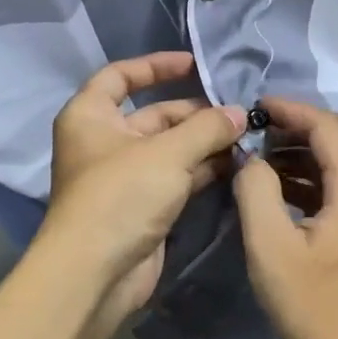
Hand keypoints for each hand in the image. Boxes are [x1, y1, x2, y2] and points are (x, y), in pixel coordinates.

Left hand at [40, 52, 246, 318]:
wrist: (95, 273)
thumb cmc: (121, 197)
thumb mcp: (167, 154)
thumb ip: (206, 129)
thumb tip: (240, 114)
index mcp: (91, 116)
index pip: (121, 76)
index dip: (156, 66)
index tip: (194, 65)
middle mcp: (105, 142)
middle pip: (154, 115)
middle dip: (196, 113)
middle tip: (239, 114)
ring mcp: (125, 176)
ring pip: (170, 149)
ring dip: (205, 143)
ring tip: (246, 138)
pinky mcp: (143, 206)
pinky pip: (177, 177)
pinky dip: (202, 170)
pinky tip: (236, 165)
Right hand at [233, 98, 337, 338]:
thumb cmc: (310, 305)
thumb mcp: (269, 246)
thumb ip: (256, 190)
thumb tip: (251, 158)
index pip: (328, 127)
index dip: (292, 110)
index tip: (256, 108)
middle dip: (304, 125)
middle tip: (263, 129)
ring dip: (311, 150)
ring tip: (268, 156)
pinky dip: (320, 176)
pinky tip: (287, 190)